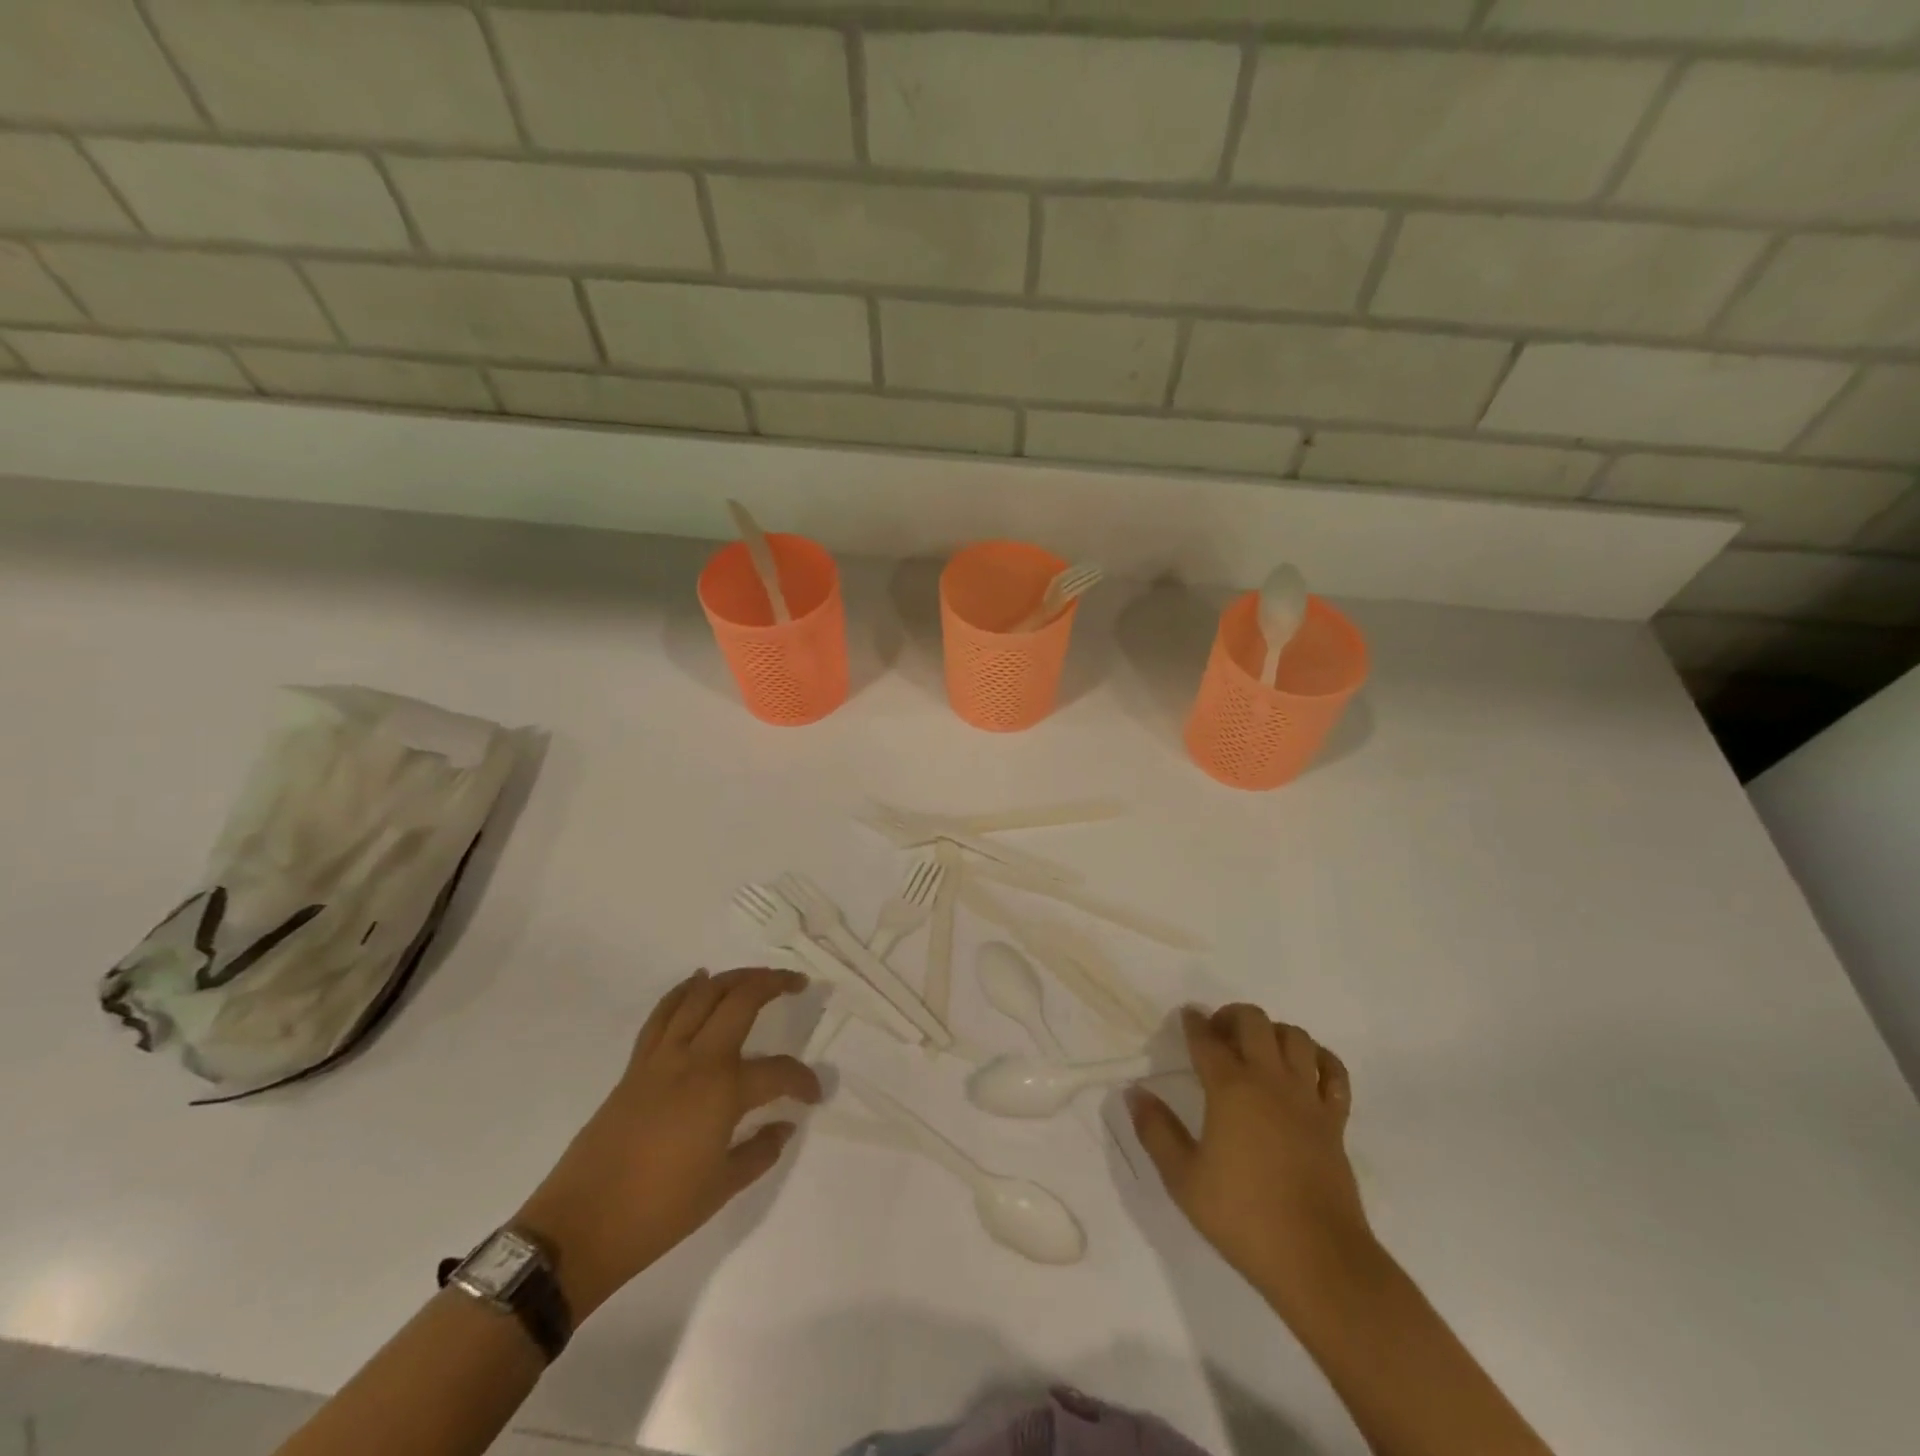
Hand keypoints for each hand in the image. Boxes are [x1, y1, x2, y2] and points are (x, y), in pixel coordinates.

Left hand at [514, 967, 820, 1317]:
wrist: (579, 1228)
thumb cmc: (658, 1213)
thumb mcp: (722, 1189)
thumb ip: (761, 1151)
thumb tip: (784, 1126)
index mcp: (724, 1091)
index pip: (778, 1072)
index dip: (803, 1081)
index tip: (813, 1095)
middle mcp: (696, 1060)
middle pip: (740, 1000)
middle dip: (773, 983)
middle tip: (796, 982)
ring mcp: (662, 1057)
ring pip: (701, 995)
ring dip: (733, 978)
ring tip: (756, 977)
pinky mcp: (636, 1065)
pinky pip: (664, 1013)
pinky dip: (685, 990)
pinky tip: (698, 980)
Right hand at [1128, 1005, 1372, 1314]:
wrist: (1318, 1260)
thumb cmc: (1243, 1217)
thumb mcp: (1183, 1179)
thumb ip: (1156, 1130)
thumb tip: (1134, 1092)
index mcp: (1230, 1089)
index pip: (1207, 1039)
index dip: (1193, 1022)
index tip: (1186, 1016)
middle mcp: (1270, 1081)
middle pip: (1255, 1021)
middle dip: (1231, 1016)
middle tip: (1217, 1033)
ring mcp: (1307, 1098)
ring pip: (1296, 1037)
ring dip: (1273, 1032)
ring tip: (1257, 1048)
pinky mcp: (1335, 1121)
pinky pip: (1334, 1072)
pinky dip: (1319, 1060)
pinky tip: (1304, 1070)